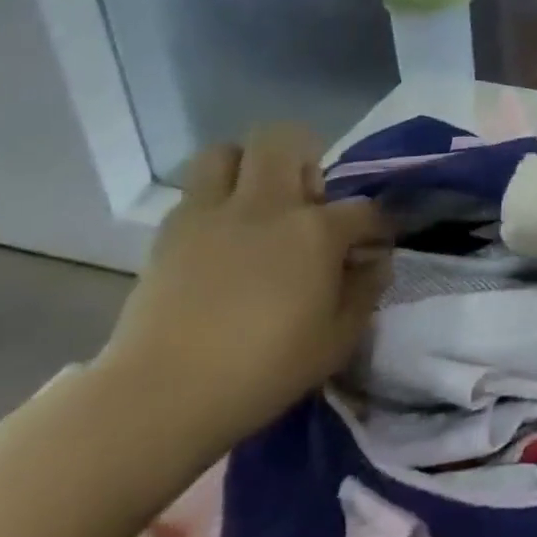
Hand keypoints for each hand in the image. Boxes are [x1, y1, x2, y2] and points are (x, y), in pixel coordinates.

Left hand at [95, 125, 391, 454]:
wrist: (159, 397)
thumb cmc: (263, 369)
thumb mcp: (338, 339)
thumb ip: (365, 291)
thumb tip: (374, 263)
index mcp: (316, 230)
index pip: (364, 209)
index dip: (377, 226)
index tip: (375, 246)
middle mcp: (267, 206)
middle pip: (285, 140)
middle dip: (304, 157)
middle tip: (307, 199)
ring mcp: (212, 215)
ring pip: (226, 152)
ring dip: (248, 167)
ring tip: (258, 204)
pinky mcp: (169, 234)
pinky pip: (194, 193)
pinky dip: (212, 203)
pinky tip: (221, 239)